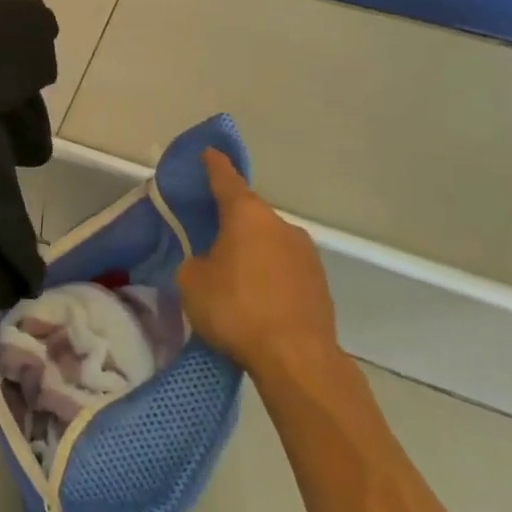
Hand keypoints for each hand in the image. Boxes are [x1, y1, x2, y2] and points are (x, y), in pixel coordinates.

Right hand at [176, 149, 339, 374]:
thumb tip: (209, 262)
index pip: (226, 179)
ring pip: (268, 241)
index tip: (209, 152)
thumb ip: (196, 261)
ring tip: (232, 274)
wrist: (297, 359)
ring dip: (251, 250)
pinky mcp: (319, 283)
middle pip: (249, 213)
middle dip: (230, 221)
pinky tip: (255, 296)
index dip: (214, 166)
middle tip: (209, 235)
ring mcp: (306, 254)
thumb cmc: (236, 309)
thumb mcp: (192, 281)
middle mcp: (281, 225)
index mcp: (247, 215)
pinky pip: (284, 267)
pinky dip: (268, 273)